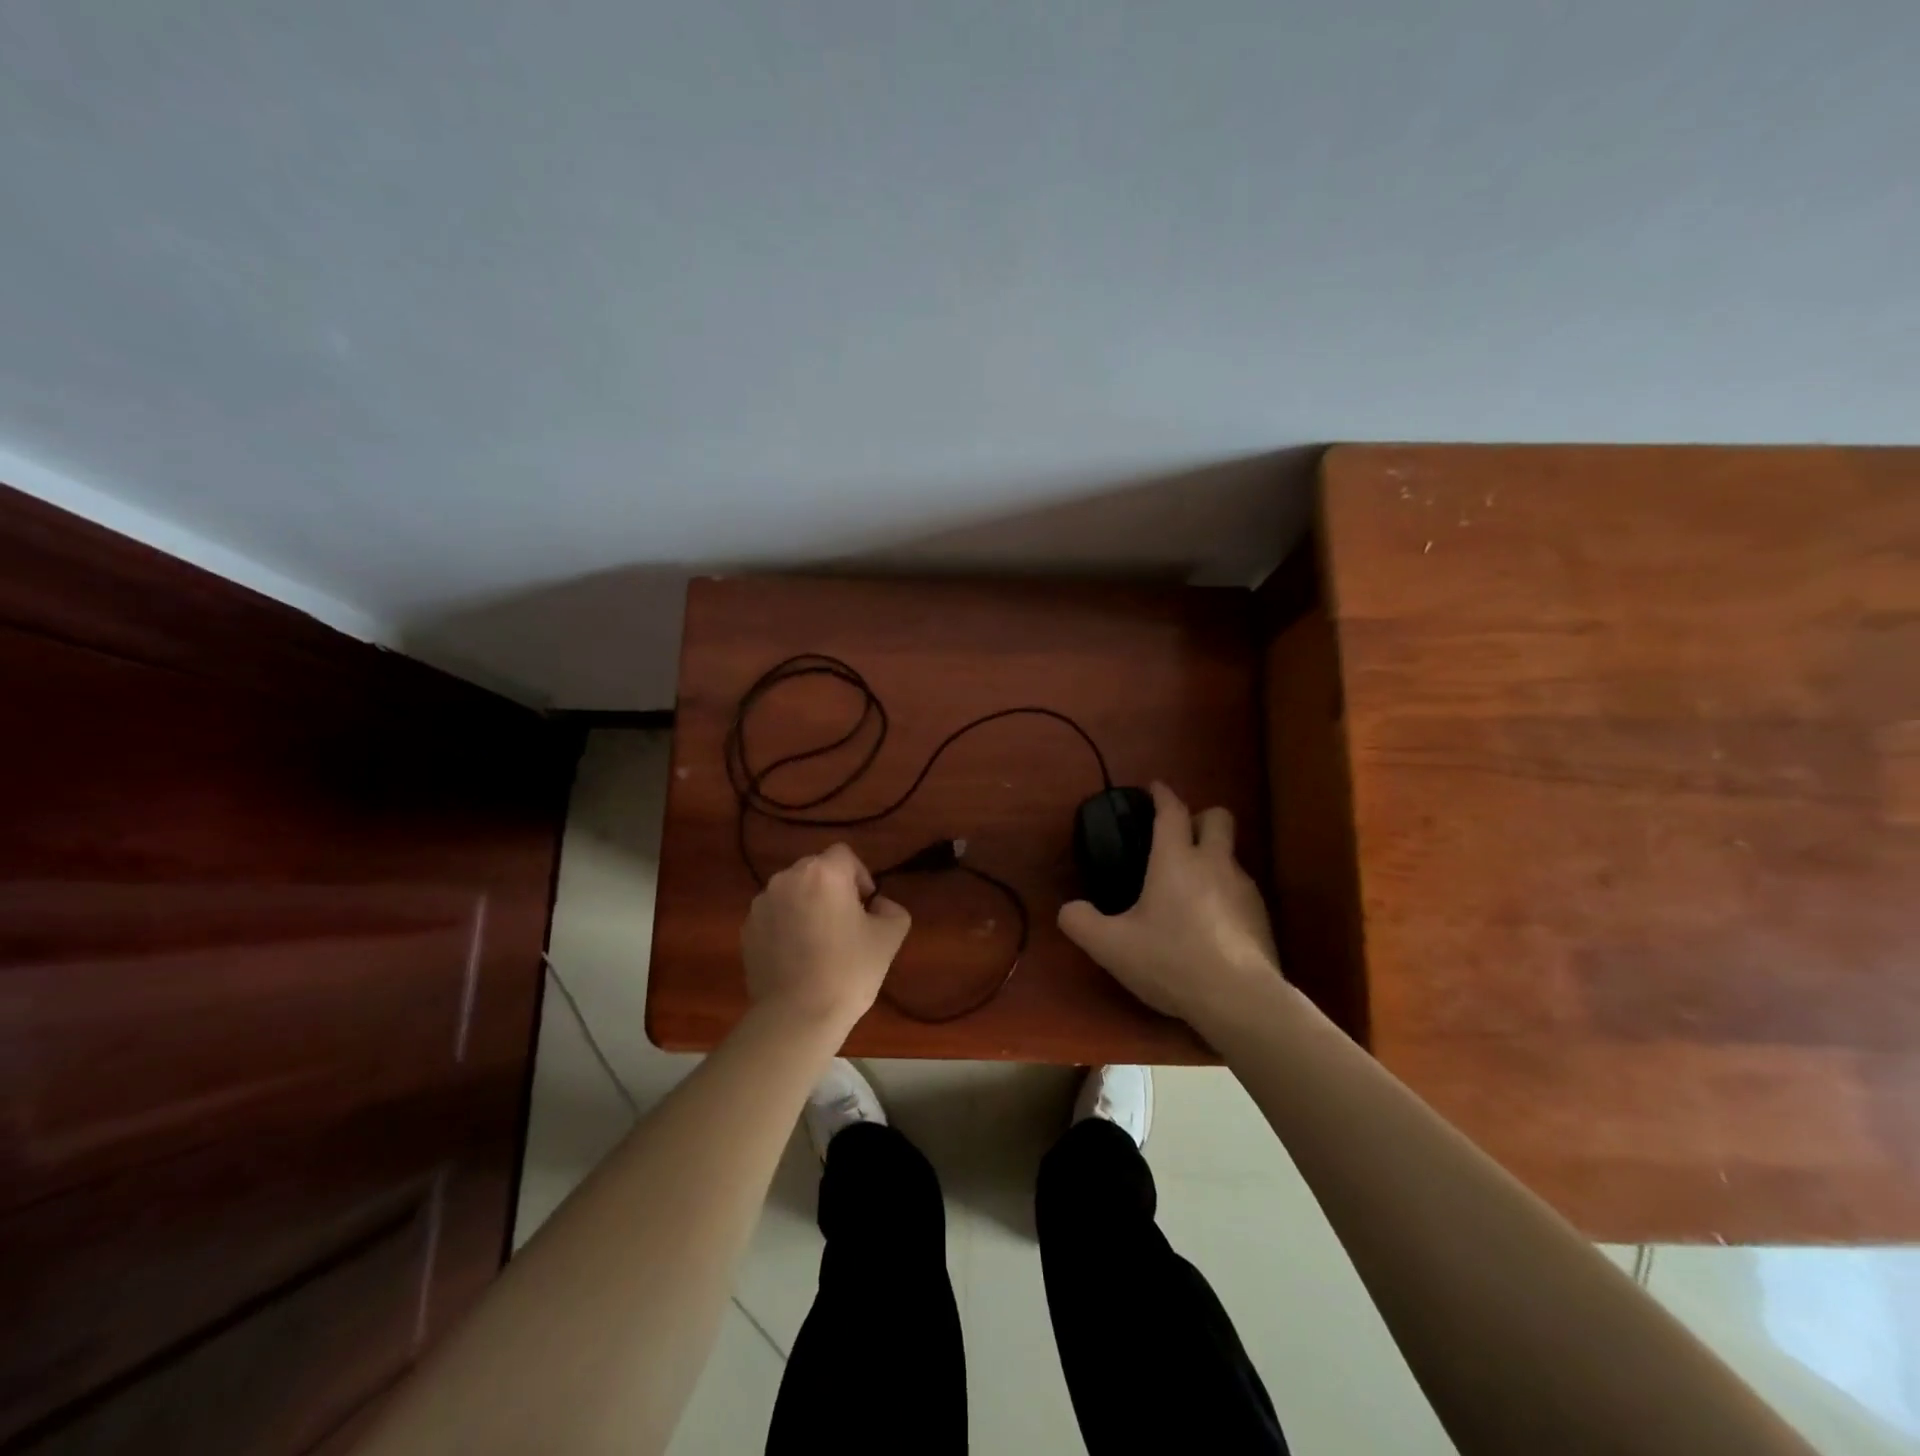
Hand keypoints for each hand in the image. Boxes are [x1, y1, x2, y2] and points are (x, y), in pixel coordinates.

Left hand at [741, 844, 910, 1031]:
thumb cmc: (848, 971)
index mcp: (823, 873)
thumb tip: (877, 906)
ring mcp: (762, 904)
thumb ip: (891, 909)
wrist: (797, 1016)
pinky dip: (786, 926)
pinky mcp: (746, 929)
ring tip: (818, 942)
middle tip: (845, 924)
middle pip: (816, 870)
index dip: (859, 876)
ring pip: (792, 892)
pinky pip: (774, 915)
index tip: (865, 907)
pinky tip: (797, 957)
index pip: (844, 855)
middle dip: (832, 889)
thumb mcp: (890, 937)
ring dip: (807, 905)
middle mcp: (788, 878)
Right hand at [1058, 782, 1280, 1025]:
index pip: (1172, 810)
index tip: (1154, 787)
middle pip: (1218, 817)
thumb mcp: (1111, 947)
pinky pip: (1240, 889)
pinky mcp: (1261, 916)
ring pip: (1231, 855)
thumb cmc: (1171, 961)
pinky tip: (1210, 922)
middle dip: (1199, 817)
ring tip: (1190, 887)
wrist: (1239, 1001)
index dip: (1162, 794)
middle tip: (1177, 836)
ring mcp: (1244, 889)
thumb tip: (1069, 909)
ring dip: (1212, 858)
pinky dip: (1224, 892)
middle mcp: (1214, 863)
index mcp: (1175, 859)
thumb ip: (1081, 922)